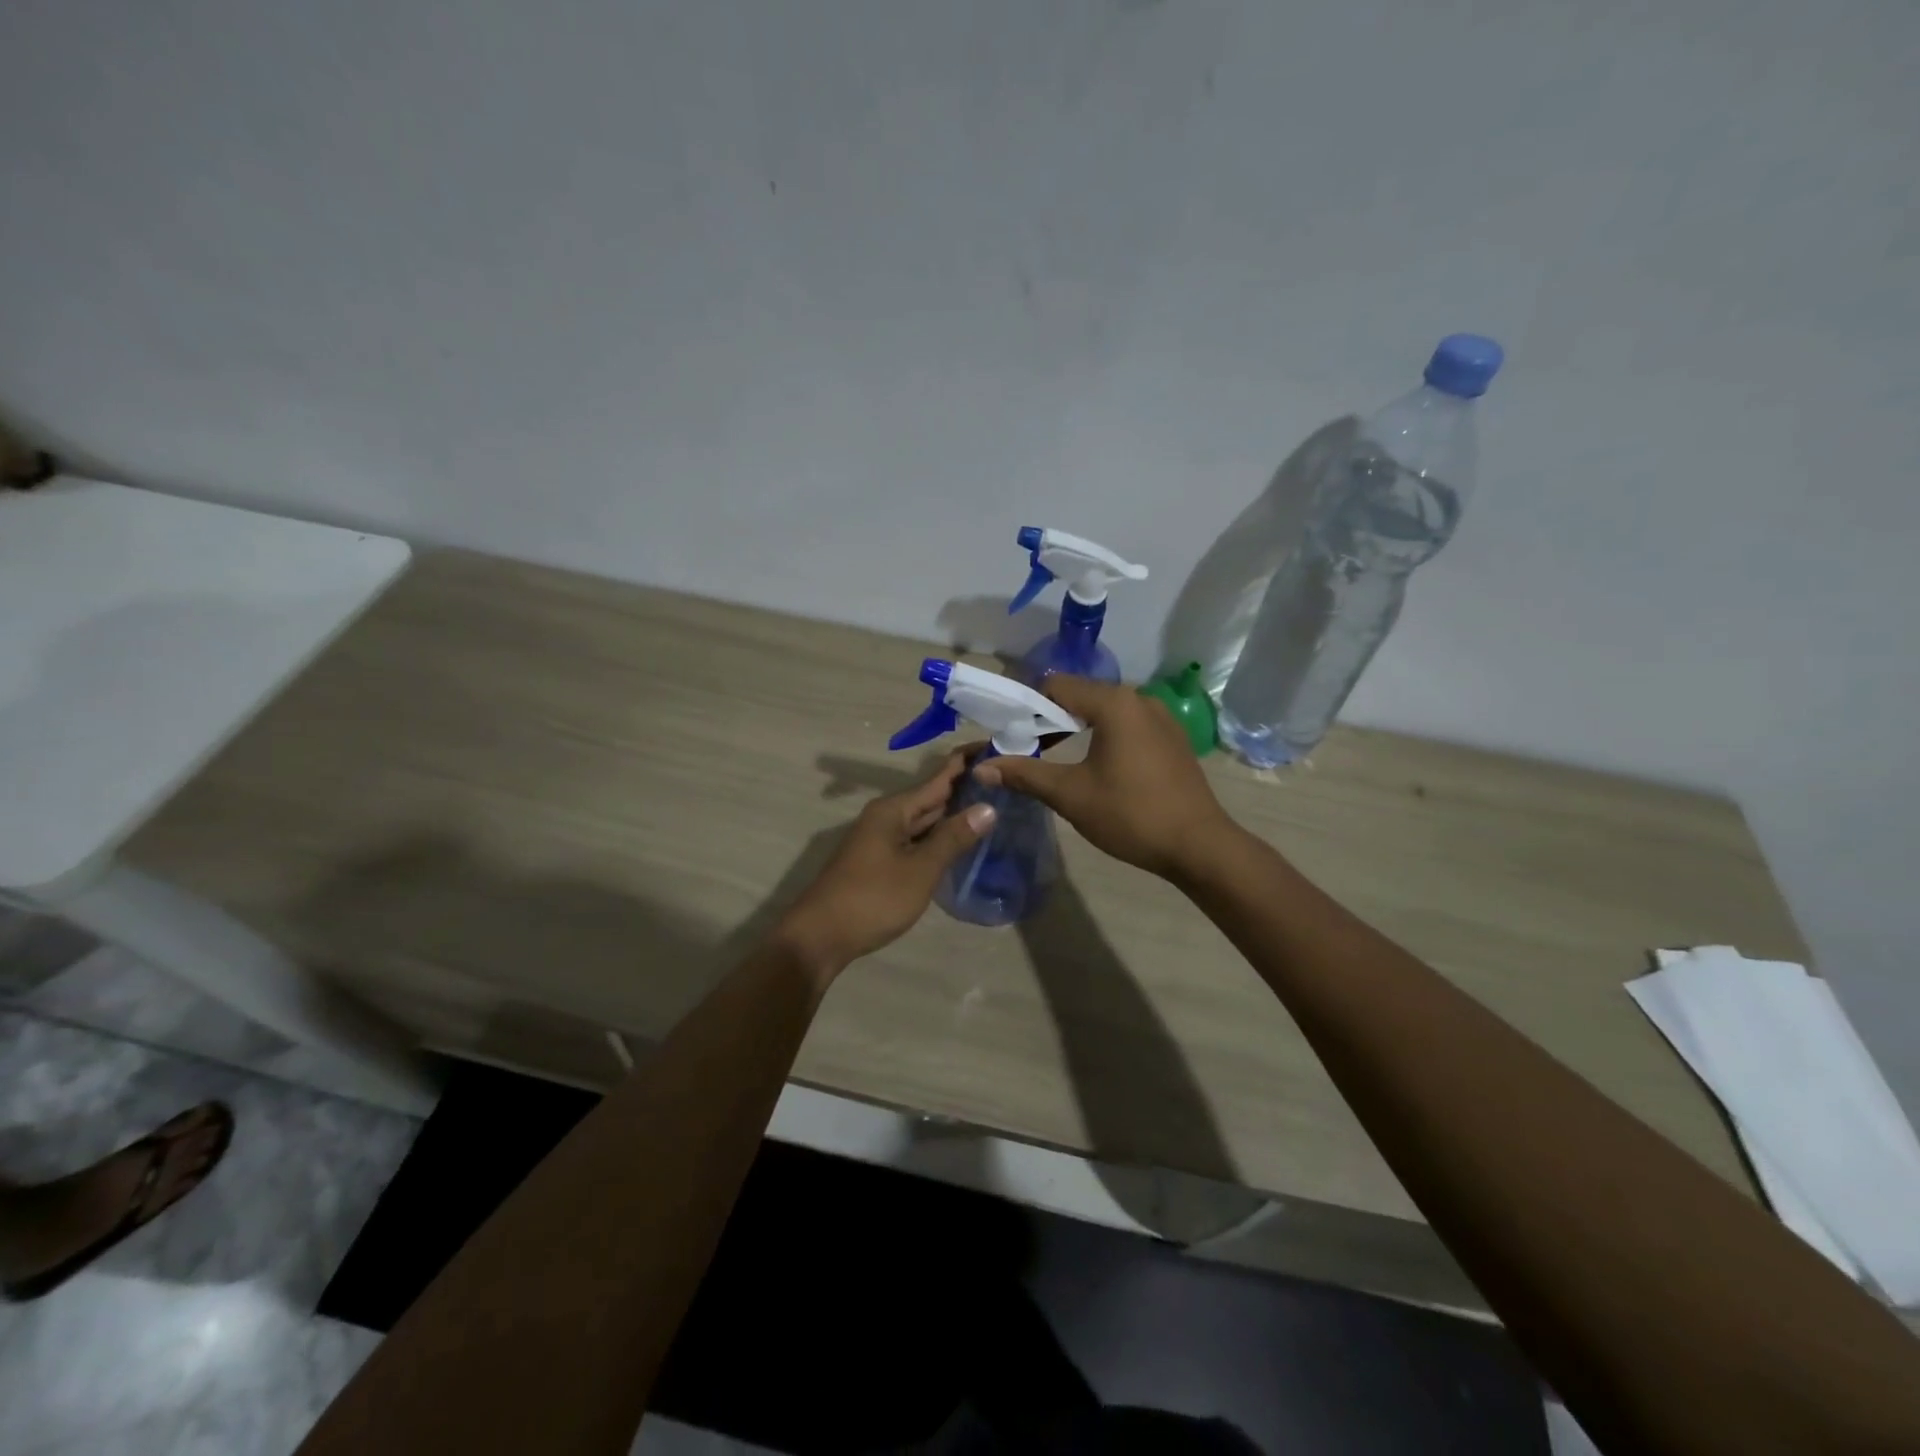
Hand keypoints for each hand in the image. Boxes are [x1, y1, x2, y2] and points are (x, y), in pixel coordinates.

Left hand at [775, 751, 995, 978]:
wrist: (820, 937)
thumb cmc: (873, 899)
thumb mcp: (920, 869)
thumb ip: (953, 838)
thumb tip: (988, 807)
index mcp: (894, 810)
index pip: (938, 778)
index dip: (966, 763)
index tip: (995, 748)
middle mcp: (886, 817)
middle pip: (931, 797)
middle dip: (964, 789)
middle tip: (1004, 781)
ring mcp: (881, 840)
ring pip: (924, 820)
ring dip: (953, 815)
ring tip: (992, 806)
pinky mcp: (880, 861)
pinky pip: (916, 839)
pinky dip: (938, 837)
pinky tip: (959, 843)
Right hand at [973, 675, 1235, 880]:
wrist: (1199, 846)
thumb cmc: (1130, 814)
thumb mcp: (1070, 795)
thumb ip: (1024, 774)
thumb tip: (980, 767)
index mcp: (1114, 703)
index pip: (1056, 686)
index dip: (1027, 707)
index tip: (1010, 734)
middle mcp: (1139, 699)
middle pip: (1081, 695)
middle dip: (1050, 719)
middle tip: (1027, 749)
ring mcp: (1161, 718)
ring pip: (1105, 711)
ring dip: (1077, 728)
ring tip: (1057, 758)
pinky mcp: (1172, 738)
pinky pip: (1128, 725)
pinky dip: (1104, 736)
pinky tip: (1097, 767)